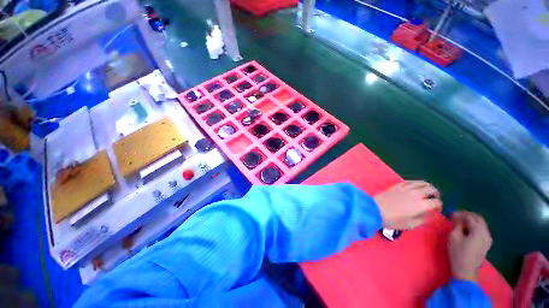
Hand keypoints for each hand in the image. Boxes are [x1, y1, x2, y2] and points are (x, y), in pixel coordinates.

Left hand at [374, 181, 441, 229]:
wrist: (375, 210)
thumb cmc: (393, 220)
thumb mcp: (412, 224)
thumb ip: (423, 218)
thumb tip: (429, 212)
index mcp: (422, 204)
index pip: (436, 202)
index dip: (438, 206)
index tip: (436, 209)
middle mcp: (416, 193)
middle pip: (431, 189)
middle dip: (436, 194)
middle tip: (433, 199)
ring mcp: (406, 188)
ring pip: (422, 183)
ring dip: (427, 187)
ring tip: (427, 192)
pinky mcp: (397, 185)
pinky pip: (410, 181)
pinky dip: (416, 183)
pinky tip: (416, 186)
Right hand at [448, 211, 492, 281]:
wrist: (466, 270)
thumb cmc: (458, 253)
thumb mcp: (454, 237)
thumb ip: (457, 224)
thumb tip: (457, 216)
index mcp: (478, 230)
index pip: (469, 216)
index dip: (460, 213)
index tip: (450, 213)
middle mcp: (486, 233)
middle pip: (478, 218)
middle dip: (467, 215)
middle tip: (455, 216)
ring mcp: (488, 239)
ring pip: (481, 224)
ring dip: (471, 221)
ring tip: (459, 222)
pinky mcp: (487, 243)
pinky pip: (482, 230)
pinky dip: (474, 226)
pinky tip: (466, 230)